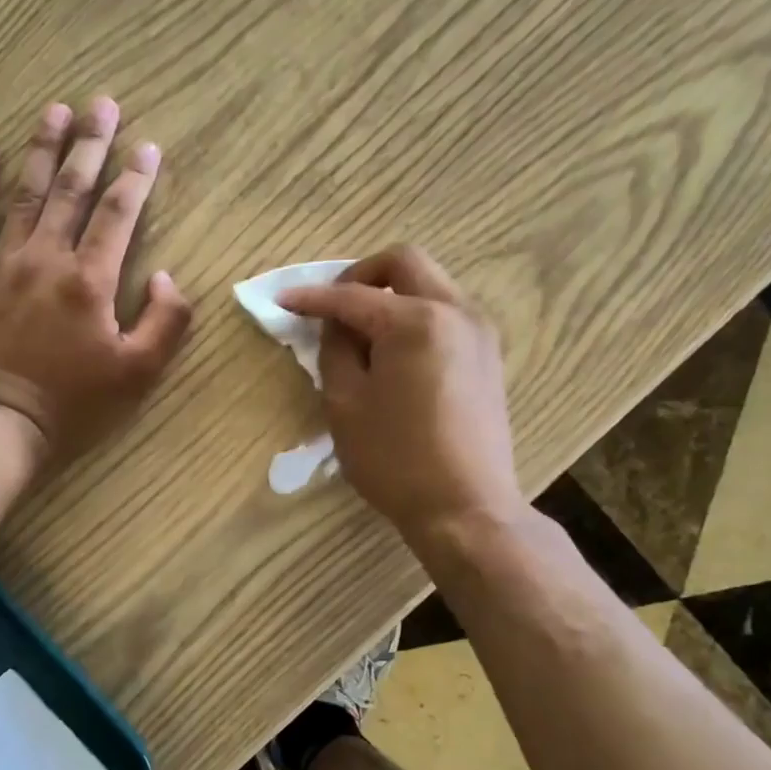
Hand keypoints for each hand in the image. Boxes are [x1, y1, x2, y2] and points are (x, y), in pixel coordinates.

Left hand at [0, 97, 192, 466]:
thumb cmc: (74, 403)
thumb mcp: (138, 373)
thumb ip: (165, 322)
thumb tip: (167, 278)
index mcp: (90, 279)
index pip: (119, 213)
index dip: (136, 177)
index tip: (148, 146)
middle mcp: (47, 258)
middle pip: (71, 189)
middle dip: (90, 144)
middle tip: (101, 104)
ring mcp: (3, 263)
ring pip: (25, 194)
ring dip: (41, 149)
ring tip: (54, 110)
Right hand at [278, 245, 525, 545]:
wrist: (466, 507)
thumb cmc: (396, 460)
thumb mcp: (346, 404)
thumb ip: (335, 351)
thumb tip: (336, 326)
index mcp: (415, 321)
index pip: (352, 296)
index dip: (312, 298)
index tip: (282, 301)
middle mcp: (455, 311)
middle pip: (404, 262)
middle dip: (361, 275)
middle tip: (333, 305)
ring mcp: (479, 331)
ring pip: (430, 283)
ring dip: (391, 293)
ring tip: (361, 332)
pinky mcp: (488, 354)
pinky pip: (446, 311)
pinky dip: (414, 314)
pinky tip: (394, 351)